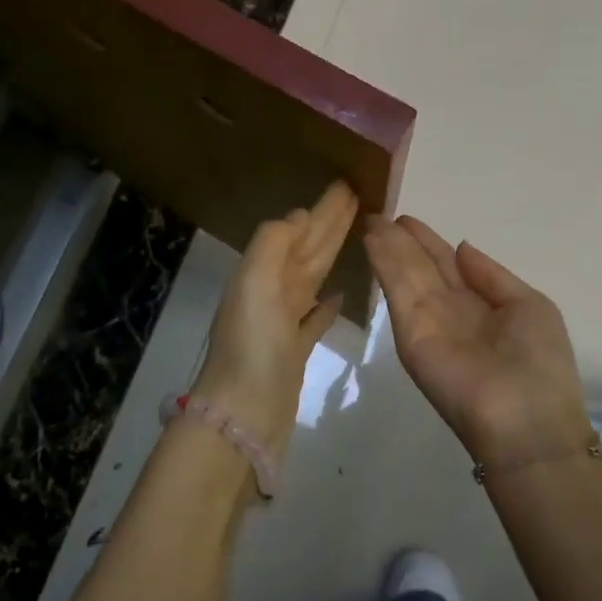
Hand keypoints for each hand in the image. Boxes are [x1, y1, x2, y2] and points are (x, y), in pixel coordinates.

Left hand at [192, 180, 359, 452]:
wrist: (243, 415)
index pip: (299, 230)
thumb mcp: (254, 282)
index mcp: (263, 272)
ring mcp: (284, 322)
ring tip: (356, 234)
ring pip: (314, 277)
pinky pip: (314, 317)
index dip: (322, 208)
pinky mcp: (296, 351)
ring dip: (331, 254)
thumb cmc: (251, 345)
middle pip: (309, 249)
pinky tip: (341, 293)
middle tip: (358, 197)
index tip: (347, 185)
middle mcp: (272, 292)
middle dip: (331, 223)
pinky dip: (327, 303)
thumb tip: (299, 215)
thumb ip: (273, 243)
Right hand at [364, 216, 591, 465]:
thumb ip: (492, 276)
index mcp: (481, 303)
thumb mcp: (529, 306)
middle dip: (401, 240)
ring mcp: (427, 321)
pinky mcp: (409, 334)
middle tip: (377, 213)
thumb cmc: (540, 363)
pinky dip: (383, 263)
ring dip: (386, 246)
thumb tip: (462, 247)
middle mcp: (450, 310)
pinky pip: (397, 290)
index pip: (447, 264)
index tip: (405, 219)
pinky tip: (372, 239)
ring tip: (369, 217)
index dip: (427, 241)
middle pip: (421, 266)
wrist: (527, 421)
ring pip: (405, 273)